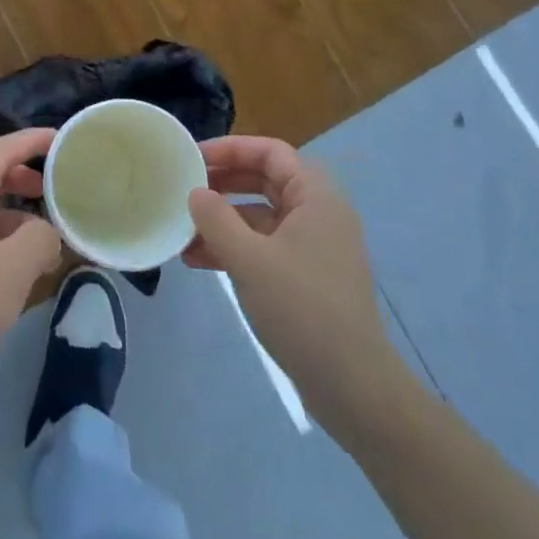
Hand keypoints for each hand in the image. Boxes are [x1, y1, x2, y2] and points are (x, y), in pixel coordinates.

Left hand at [0, 128, 61, 428]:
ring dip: (16, 215)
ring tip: (50, 233)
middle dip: (24, 177)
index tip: (63, 139)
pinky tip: (25, 268)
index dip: (32, 141)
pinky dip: (4, 242)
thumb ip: (40, 237)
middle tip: (58, 186)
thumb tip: (48, 233)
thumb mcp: (12, 269)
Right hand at [184, 136, 398, 408]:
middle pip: (265, 180)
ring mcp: (315, 247)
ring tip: (183, 232)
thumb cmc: (303, 310)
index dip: (231, 148)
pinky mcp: (308, 278)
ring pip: (262, 216)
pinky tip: (200, 262)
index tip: (193, 158)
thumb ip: (216, 219)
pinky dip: (235, 247)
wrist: (354, 389)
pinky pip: (266, 246)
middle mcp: (319, 213)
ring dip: (223, 220)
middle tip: (185, 189)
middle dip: (223, 183)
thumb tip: (196, 192)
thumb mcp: (250, 259)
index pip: (270, 152)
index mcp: (316, 197)